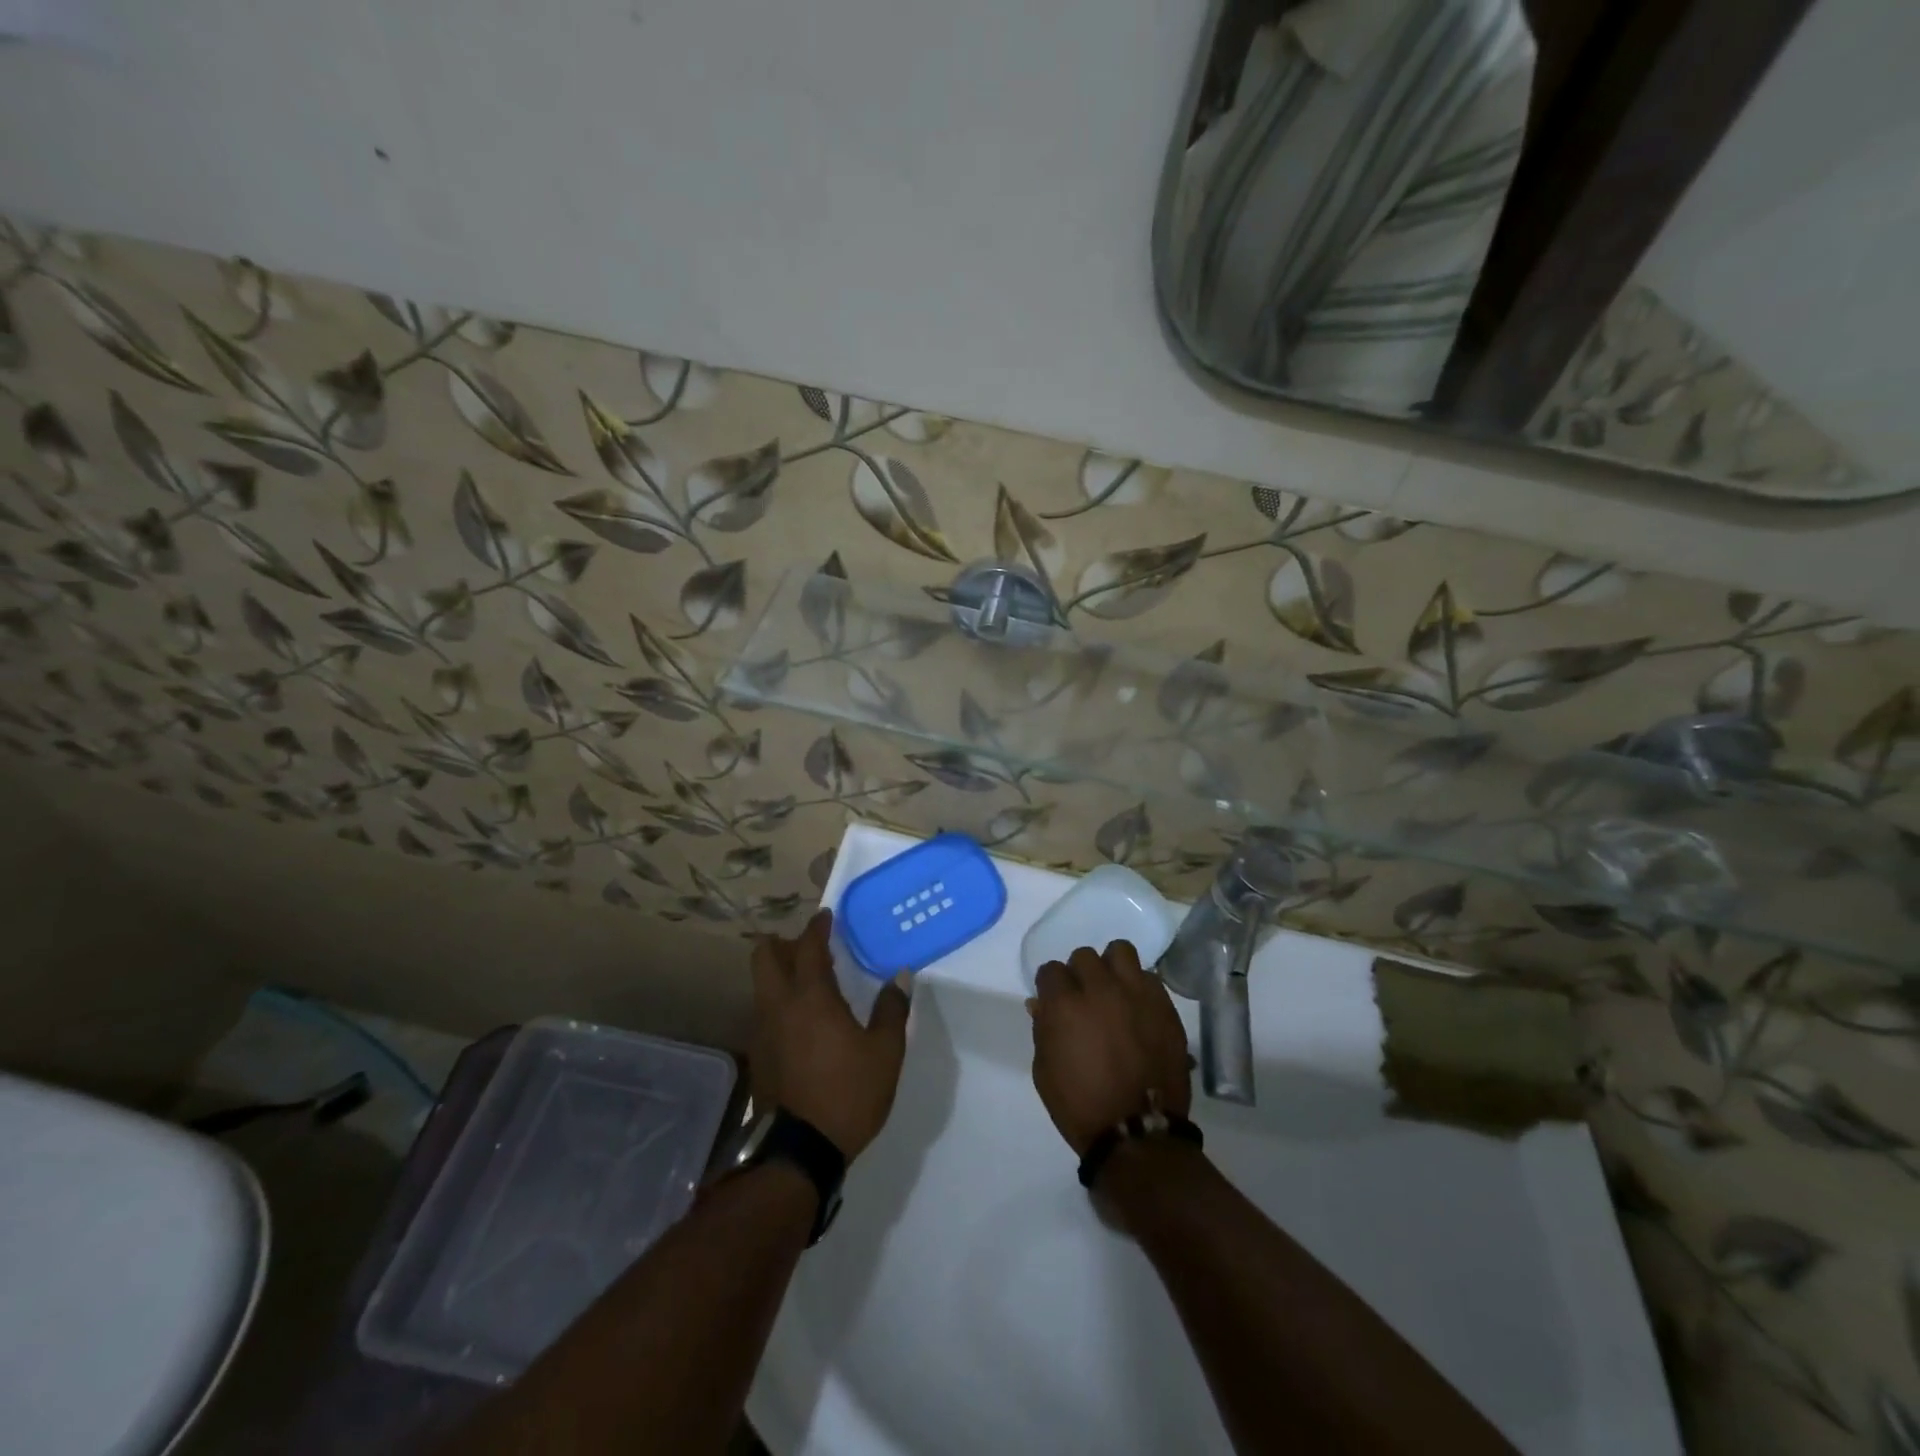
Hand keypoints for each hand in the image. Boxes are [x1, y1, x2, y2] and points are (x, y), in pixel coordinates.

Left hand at [750, 910, 910, 1160]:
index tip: (826, 917)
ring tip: (805, 981)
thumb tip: (900, 976)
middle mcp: (779, 1006)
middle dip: (781, 943)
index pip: (808, 948)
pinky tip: (799, 1021)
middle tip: (806, 945)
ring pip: (761, 986)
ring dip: (777, 973)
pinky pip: (763, 1013)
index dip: (817, 928)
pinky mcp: (758, 1057)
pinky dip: (777, 1002)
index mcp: (811, 998)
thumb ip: (892, 1009)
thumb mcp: (885, 1052)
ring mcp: (763, 1032)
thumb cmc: (849, 1093)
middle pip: (764, 958)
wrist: (800, 1152)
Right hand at [1029, 941, 1191, 1156]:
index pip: (1051, 970)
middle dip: (1080, 974)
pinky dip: (1139, 987)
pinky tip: (1138, 1009)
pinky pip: (1149, 977)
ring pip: (1120, 951)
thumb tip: (1041, 1004)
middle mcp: (1100, 989)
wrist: (1137, 1133)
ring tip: (1114, 990)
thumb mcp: (1044, 1070)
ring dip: (1112, 967)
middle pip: (1084, 956)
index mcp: (1064, 1004)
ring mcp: (1135, 993)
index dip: (1051, 986)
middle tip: (1084, 998)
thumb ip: (1042, 1029)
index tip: (1054, 1001)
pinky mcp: (1164, 1005)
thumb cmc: (1080, 1106)